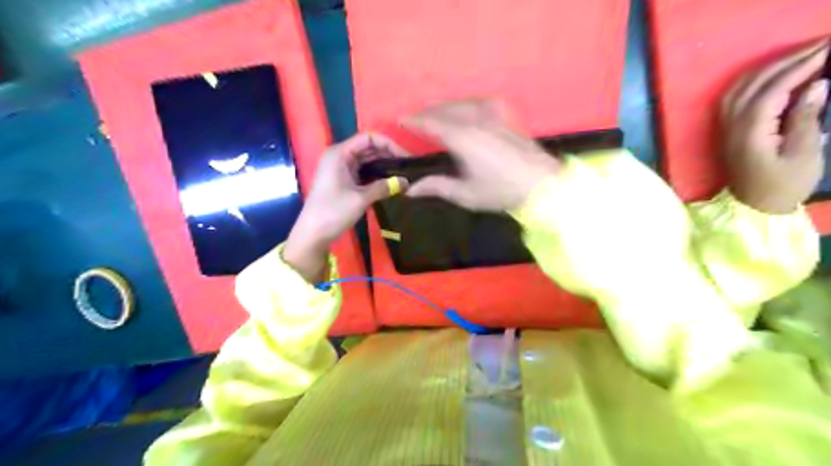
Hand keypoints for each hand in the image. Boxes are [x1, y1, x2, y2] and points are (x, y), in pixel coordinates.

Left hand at [284, 133, 409, 282]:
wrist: (313, 234)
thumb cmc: (333, 212)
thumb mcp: (361, 199)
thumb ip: (384, 187)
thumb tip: (406, 182)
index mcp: (340, 153)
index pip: (369, 138)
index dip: (389, 144)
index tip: (406, 158)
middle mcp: (340, 156)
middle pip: (369, 147)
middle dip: (389, 155)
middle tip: (409, 167)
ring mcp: (341, 168)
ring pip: (368, 160)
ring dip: (385, 165)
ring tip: (403, 174)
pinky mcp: (344, 180)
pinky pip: (364, 172)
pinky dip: (377, 175)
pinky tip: (391, 181)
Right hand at [400, 100, 561, 212]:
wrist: (542, 183)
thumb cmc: (501, 191)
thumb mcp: (466, 194)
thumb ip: (437, 187)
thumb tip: (411, 190)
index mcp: (463, 138)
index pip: (432, 123)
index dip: (415, 121)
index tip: (401, 120)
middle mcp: (475, 120)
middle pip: (445, 110)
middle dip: (428, 113)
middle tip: (416, 120)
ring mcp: (492, 115)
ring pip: (461, 103)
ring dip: (445, 107)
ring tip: (435, 112)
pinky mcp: (505, 117)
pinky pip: (478, 103)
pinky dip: (464, 105)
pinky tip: (465, 110)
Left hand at [719, 40, 826, 213]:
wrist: (752, 208)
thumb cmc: (782, 186)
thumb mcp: (804, 154)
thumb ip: (806, 117)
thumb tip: (816, 85)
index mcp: (749, 132)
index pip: (771, 90)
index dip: (799, 67)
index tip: (827, 48)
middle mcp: (730, 126)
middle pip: (752, 85)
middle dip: (785, 62)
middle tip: (820, 46)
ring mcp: (724, 129)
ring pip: (739, 90)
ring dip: (766, 69)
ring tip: (800, 56)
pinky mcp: (726, 132)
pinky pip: (733, 99)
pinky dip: (752, 82)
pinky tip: (771, 76)